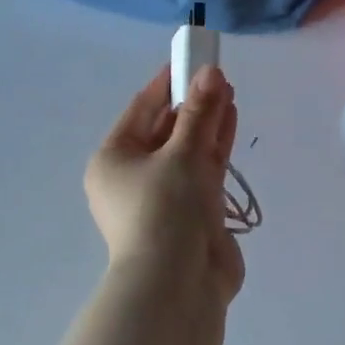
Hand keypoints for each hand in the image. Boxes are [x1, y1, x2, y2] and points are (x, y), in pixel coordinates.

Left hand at [85, 65, 245, 302]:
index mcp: (113, 160)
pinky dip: (215, 148)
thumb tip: (210, 73)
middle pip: (164, 130)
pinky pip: (202, 172)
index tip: (189, 59)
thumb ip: (199, 113)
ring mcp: (164, 197)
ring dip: (206, 123)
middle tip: (217, 75)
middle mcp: (133, 177)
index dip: (166, 83)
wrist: (178, 285)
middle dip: (192, 103)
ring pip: (186, 150)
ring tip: (229, 92)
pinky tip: (231, 121)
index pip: (141, 111)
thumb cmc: (165, 211)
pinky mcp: (191, 213)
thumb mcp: (181, 155)